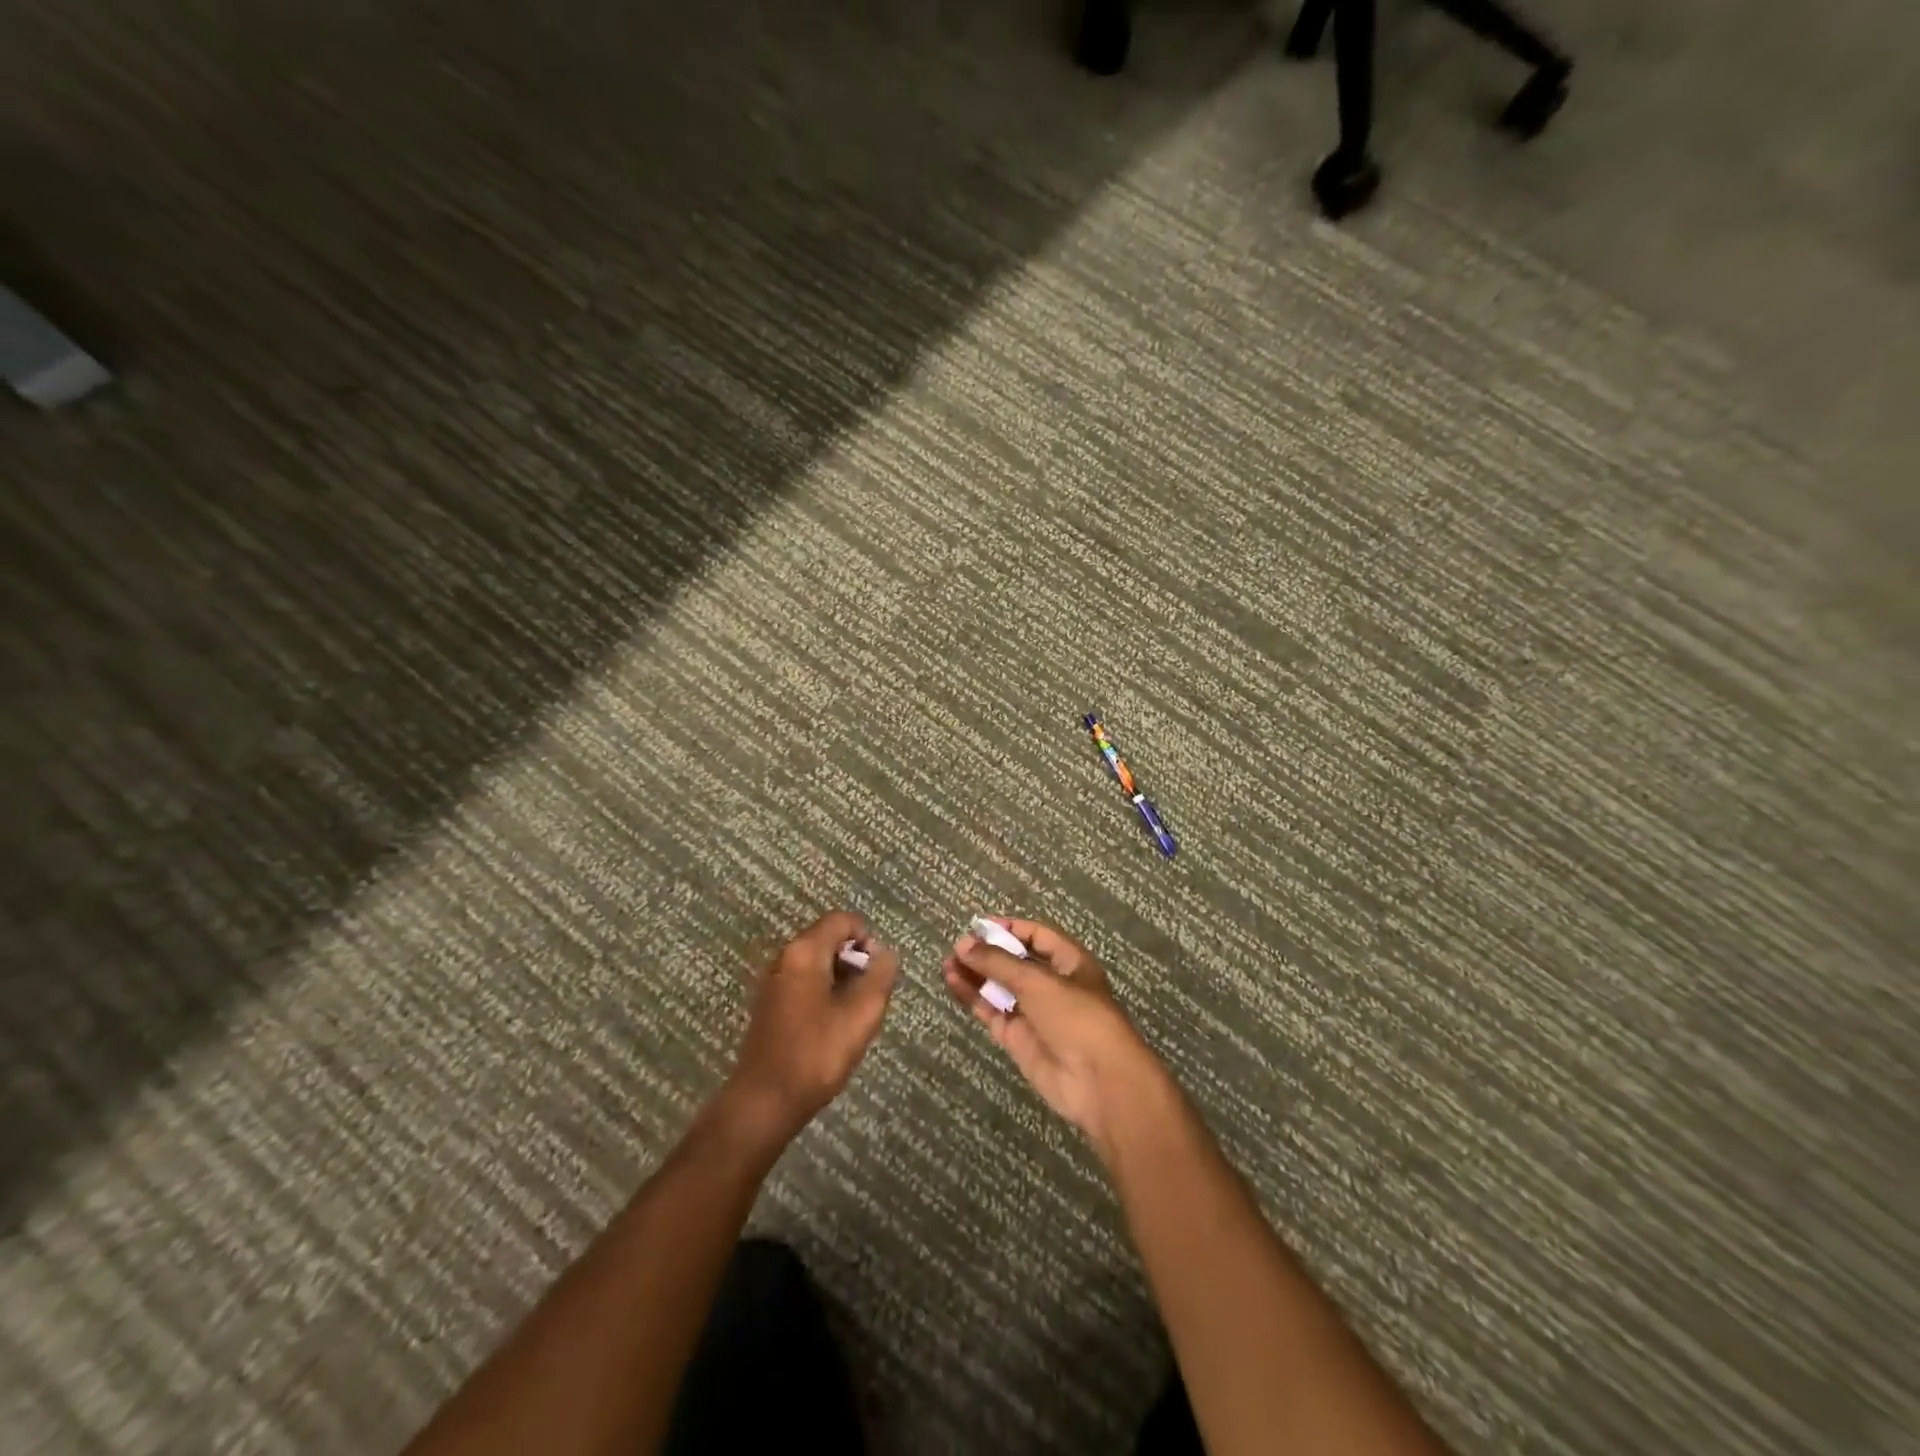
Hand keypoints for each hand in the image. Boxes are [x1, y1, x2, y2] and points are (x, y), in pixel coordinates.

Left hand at [726, 911, 898, 1139]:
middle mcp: (785, 957)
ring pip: (817, 963)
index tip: (878, 972)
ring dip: (841, 979)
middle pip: (828, 939)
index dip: (867, 938)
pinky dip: (823, 993)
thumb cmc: (817, 1053)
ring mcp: (773, 981)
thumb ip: (880, 976)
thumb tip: (884, 954)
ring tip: (853, 1015)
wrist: (764, 1101)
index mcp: (804, 951)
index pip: (842, 920)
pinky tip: (831, 1027)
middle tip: (869, 996)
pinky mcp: (770, 1004)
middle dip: (855, 961)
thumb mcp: (862, 1014)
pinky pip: (804, 982)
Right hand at [942, 918, 1166, 1151]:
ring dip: (976, 974)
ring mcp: (1034, 1012)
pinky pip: (992, 1011)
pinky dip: (973, 997)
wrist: (1098, 1082)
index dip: (1009, 929)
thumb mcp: (1038, 981)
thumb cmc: (1076, 1017)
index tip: (978, 926)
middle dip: (987, 953)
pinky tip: (953, 982)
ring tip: (947, 963)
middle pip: (1015, 961)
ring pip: (1000, 987)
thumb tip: (964, 944)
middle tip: (957, 947)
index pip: (1037, 936)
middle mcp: (1052, 984)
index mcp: (1070, 962)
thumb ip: (998, 962)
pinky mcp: (1018, 1038)